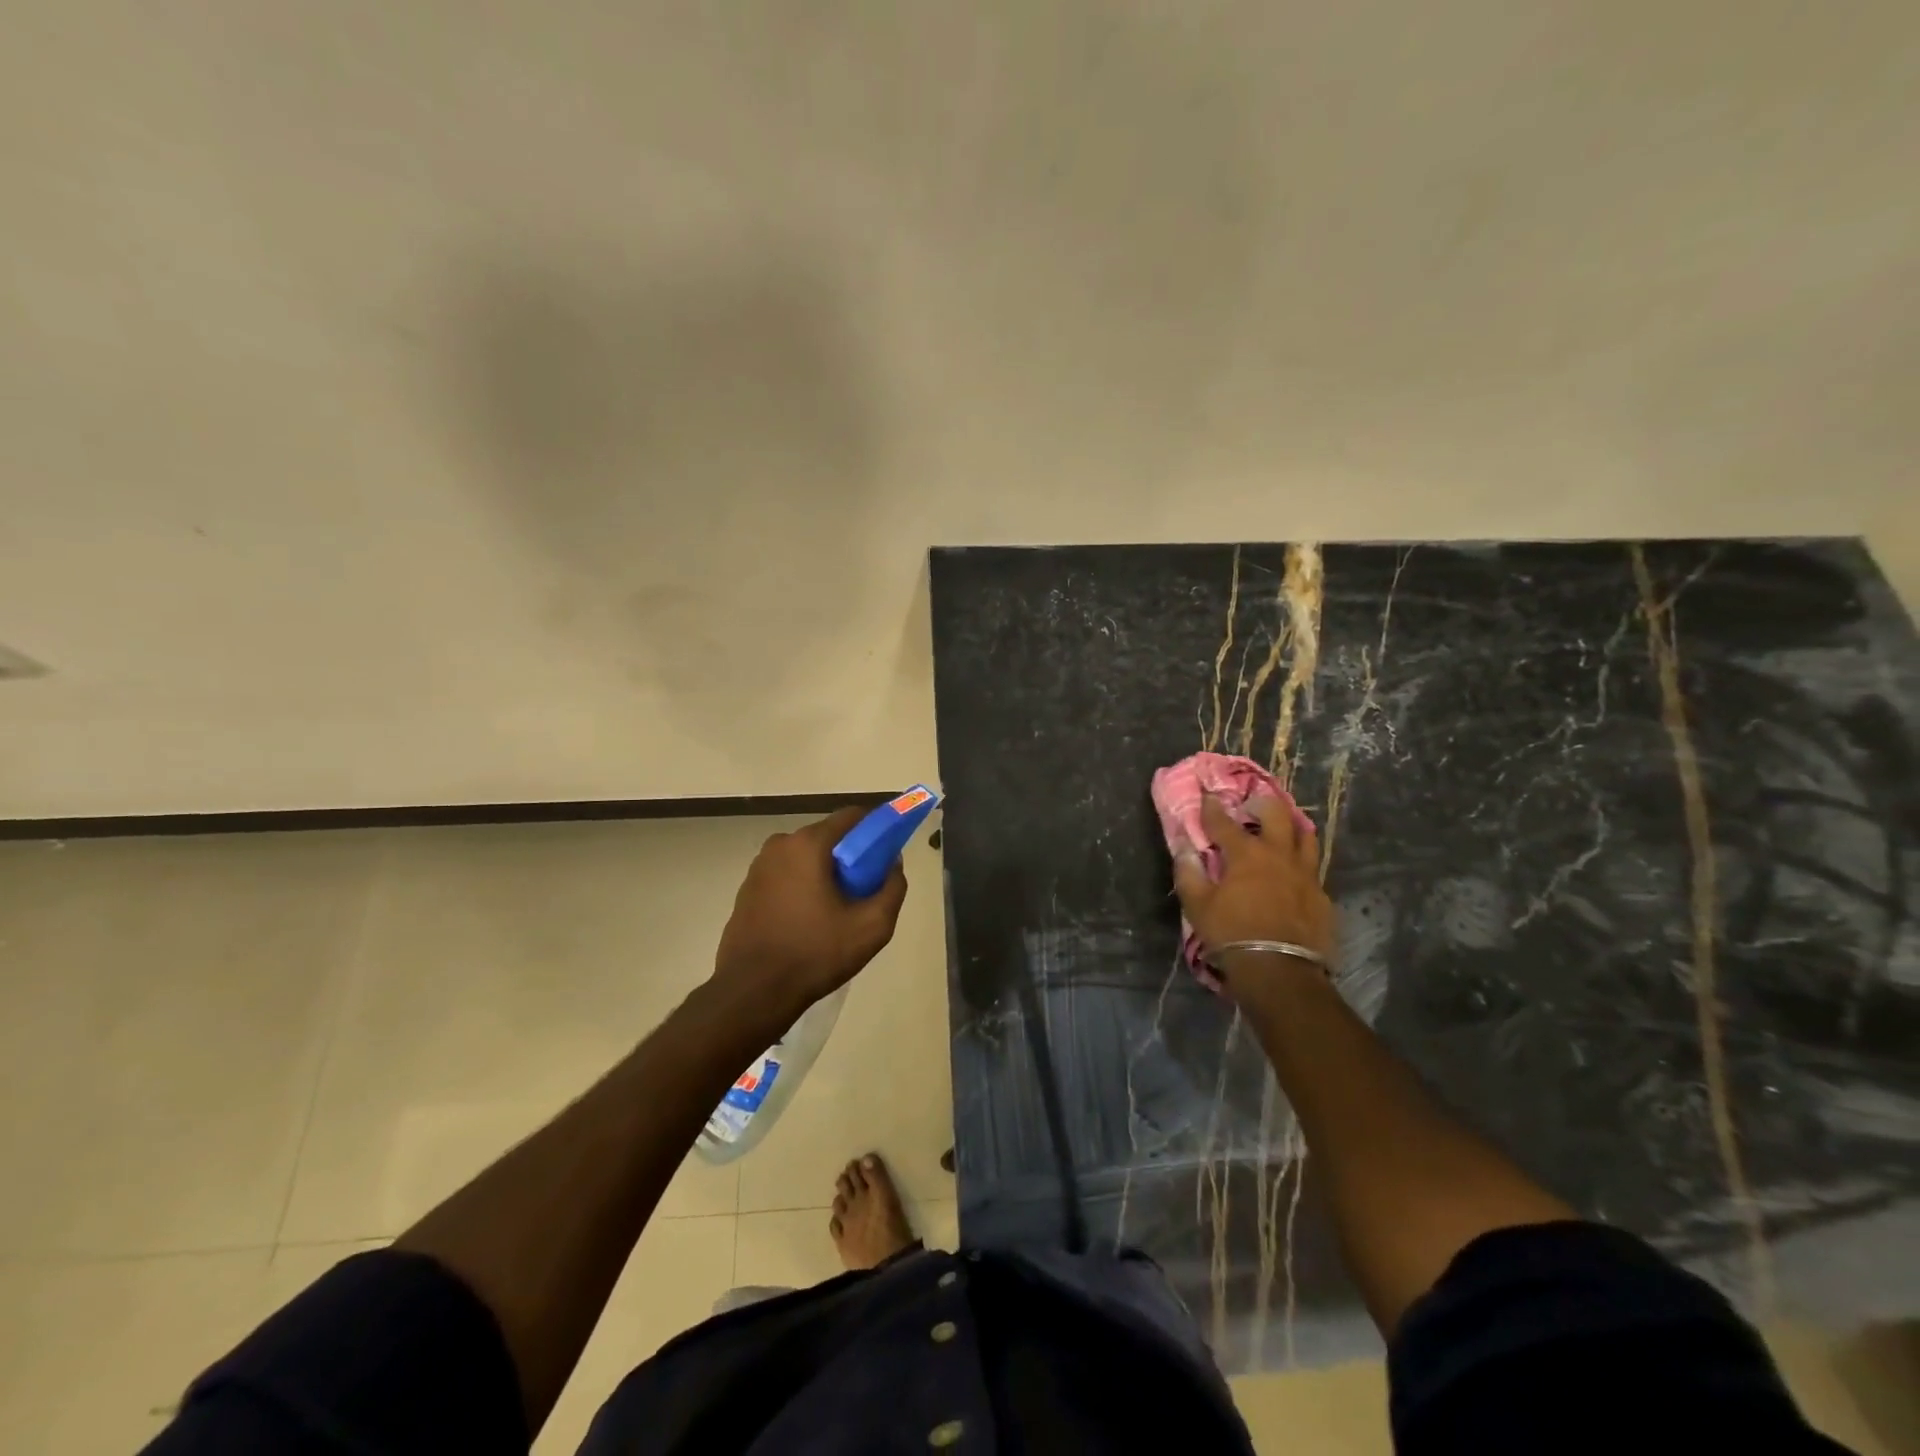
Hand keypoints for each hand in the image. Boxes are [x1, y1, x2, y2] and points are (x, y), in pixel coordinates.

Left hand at [711, 806, 908, 1023]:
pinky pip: (786, 876)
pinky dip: (802, 887)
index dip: (876, 829)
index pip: (852, 817)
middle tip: (865, 890)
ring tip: (837, 911)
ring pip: (806, 858)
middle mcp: (780, 845)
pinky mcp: (747, 889)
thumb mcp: (872, 926)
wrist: (753, 992)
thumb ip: (892, 887)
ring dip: (825, 873)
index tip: (888, 852)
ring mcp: (759, 866)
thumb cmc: (815, 953)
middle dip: (850, 856)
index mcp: (808, 844)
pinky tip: (809, 920)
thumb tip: (893, 863)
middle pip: (828, 837)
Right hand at [1172, 794, 1334, 995]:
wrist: (1280, 971)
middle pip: (1276, 814)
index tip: (1207, 795)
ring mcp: (1305, 874)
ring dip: (1291, 827)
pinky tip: (1294, 874)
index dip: (1212, 807)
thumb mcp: (1198, 906)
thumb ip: (1189, 873)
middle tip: (1251, 808)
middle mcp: (1279, 855)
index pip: (1224, 822)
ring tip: (1281, 831)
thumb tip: (1184, 848)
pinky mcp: (1322, 896)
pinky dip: (1301, 863)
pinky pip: (1313, 869)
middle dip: (1261, 804)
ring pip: (1305, 836)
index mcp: (1246, 854)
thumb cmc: (1232, 934)